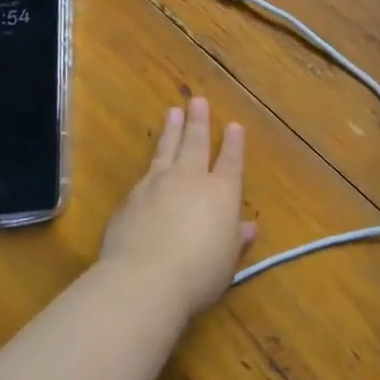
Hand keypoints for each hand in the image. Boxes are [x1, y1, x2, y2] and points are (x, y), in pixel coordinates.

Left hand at [99, 97, 255, 321]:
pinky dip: (153, 162)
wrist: (144, 278)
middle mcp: (191, 179)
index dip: (233, 144)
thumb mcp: (227, 262)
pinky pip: (146, 172)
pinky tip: (152, 162)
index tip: (234, 125)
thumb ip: (235, 240)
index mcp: (221, 193)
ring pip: (168, 148)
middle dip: (199, 122)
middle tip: (198, 101)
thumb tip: (248, 227)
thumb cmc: (198, 274)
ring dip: (172, 129)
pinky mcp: (132, 196)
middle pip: (196, 143)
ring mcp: (158, 183)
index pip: (230, 162)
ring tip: (174, 111)